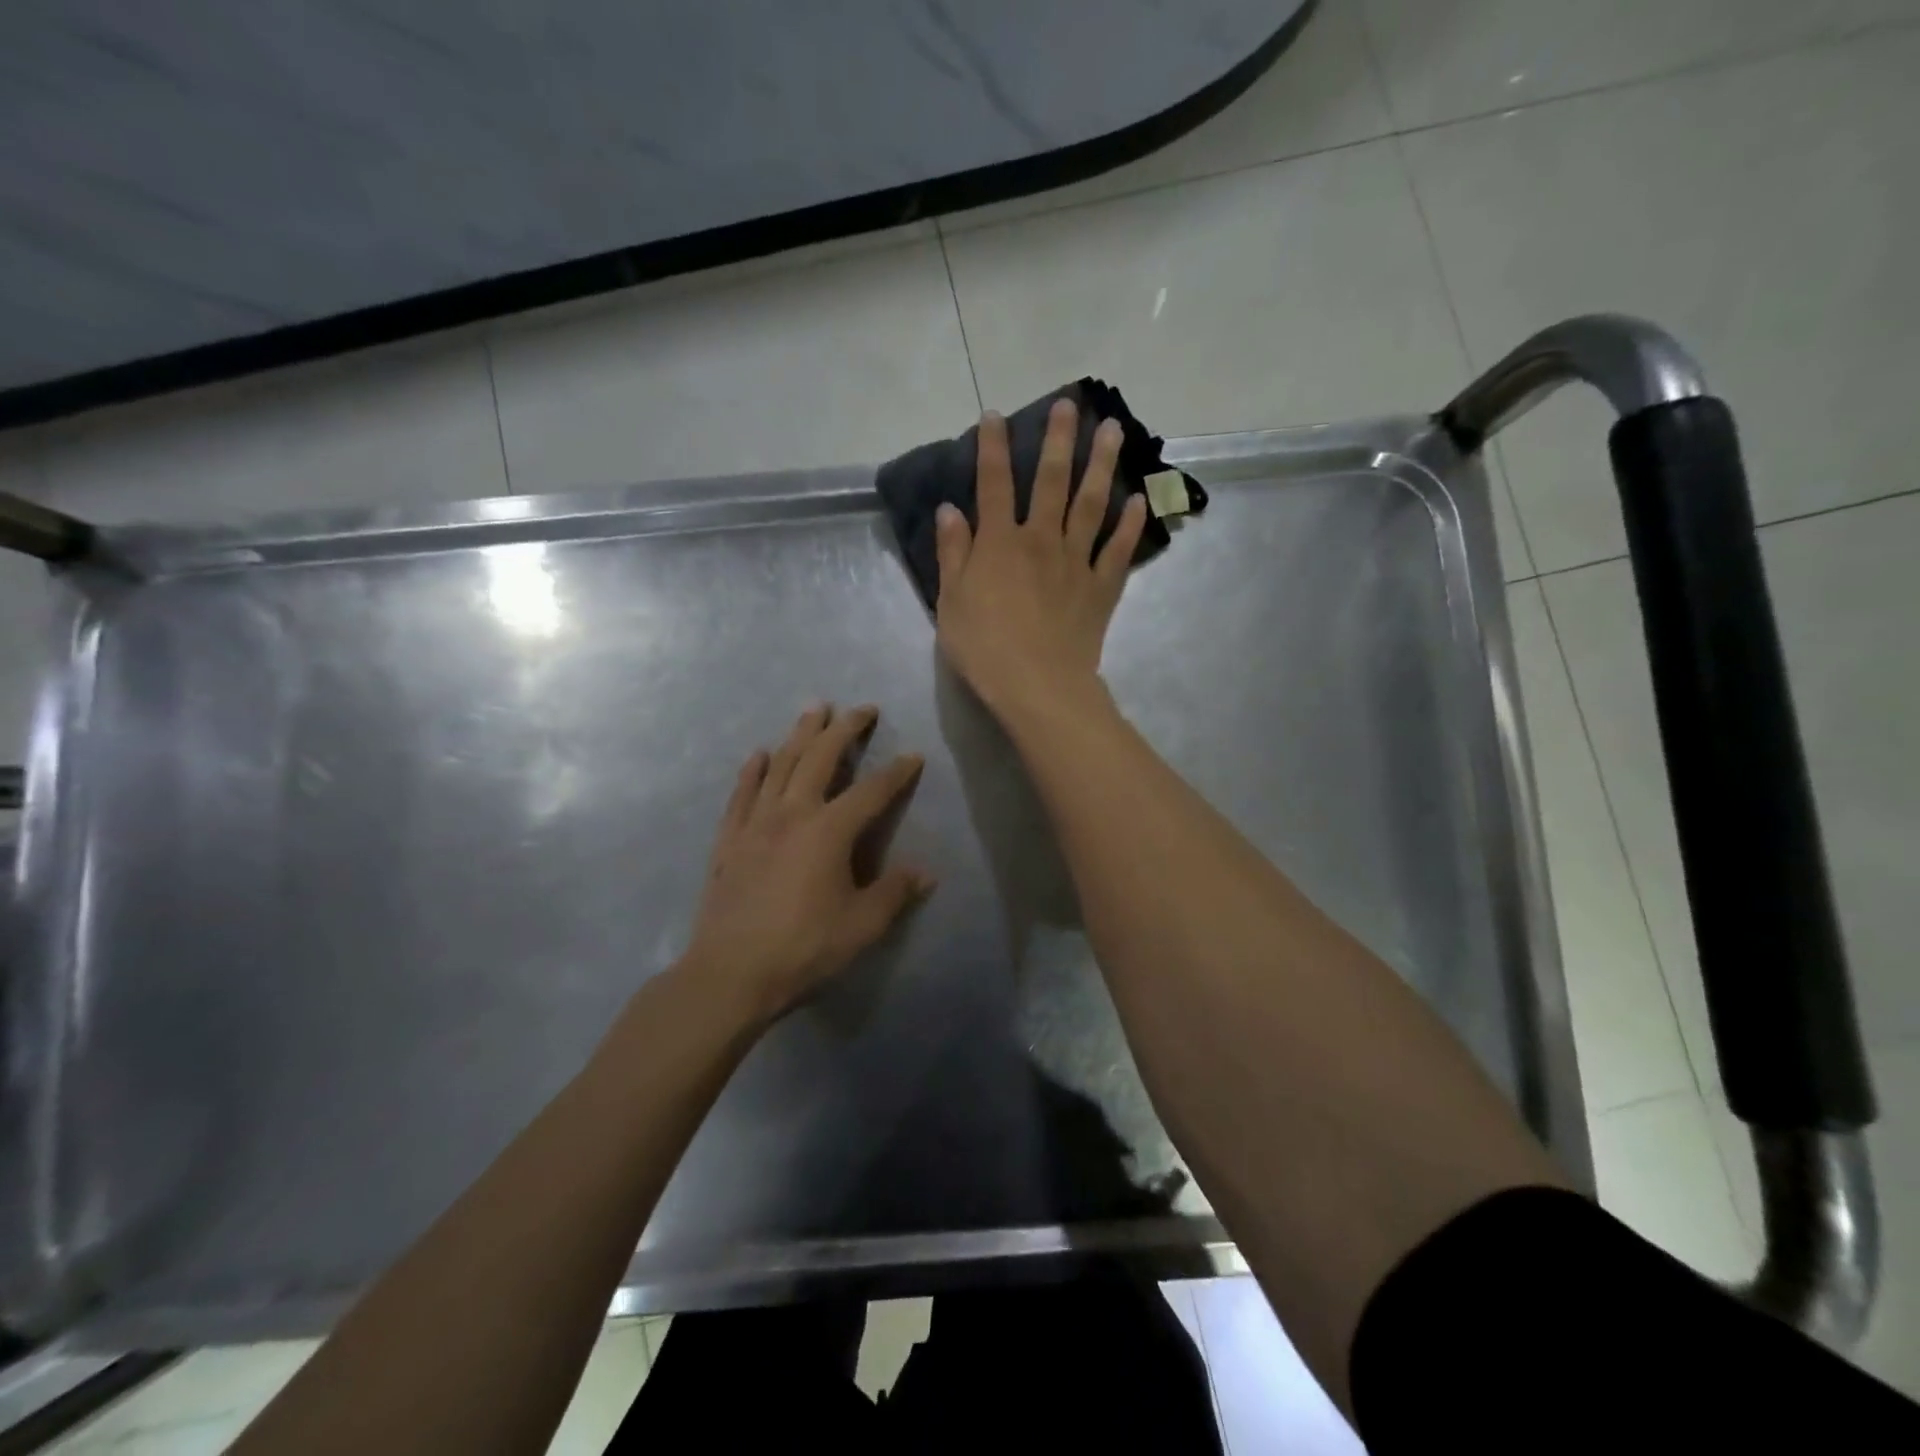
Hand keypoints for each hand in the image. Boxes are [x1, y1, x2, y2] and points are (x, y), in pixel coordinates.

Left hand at [682, 704, 931, 1021]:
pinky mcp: (729, 840)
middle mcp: (792, 814)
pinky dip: (752, 770)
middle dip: (844, 729)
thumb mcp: (862, 926)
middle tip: (862, 709)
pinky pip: (741, 794)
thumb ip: (894, 893)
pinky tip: (759, 754)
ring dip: (800, 734)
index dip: (896, 773)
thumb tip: (926, 873)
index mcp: (829, 831)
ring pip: (780, 765)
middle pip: (820, 758)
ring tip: (814, 709)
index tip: (914, 756)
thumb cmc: (804, 948)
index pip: (871, 791)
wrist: (731, 973)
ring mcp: (756, 823)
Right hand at [934, 400, 1147, 723]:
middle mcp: (1041, 540)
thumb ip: (953, 553)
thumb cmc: (984, 647)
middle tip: (1071, 404)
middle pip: (1051, 481)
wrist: (1037, 685)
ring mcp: (1076, 561)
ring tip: (1113, 431)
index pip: (994, 484)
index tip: (995, 416)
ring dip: (1102, 465)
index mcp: (1000, 543)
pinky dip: (1131, 526)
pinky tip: (1140, 502)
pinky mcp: (1101, 588)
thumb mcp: (951, 602)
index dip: (993, 448)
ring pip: (1092, 504)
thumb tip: (950, 510)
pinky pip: (1118, 550)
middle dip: (1058, 440)